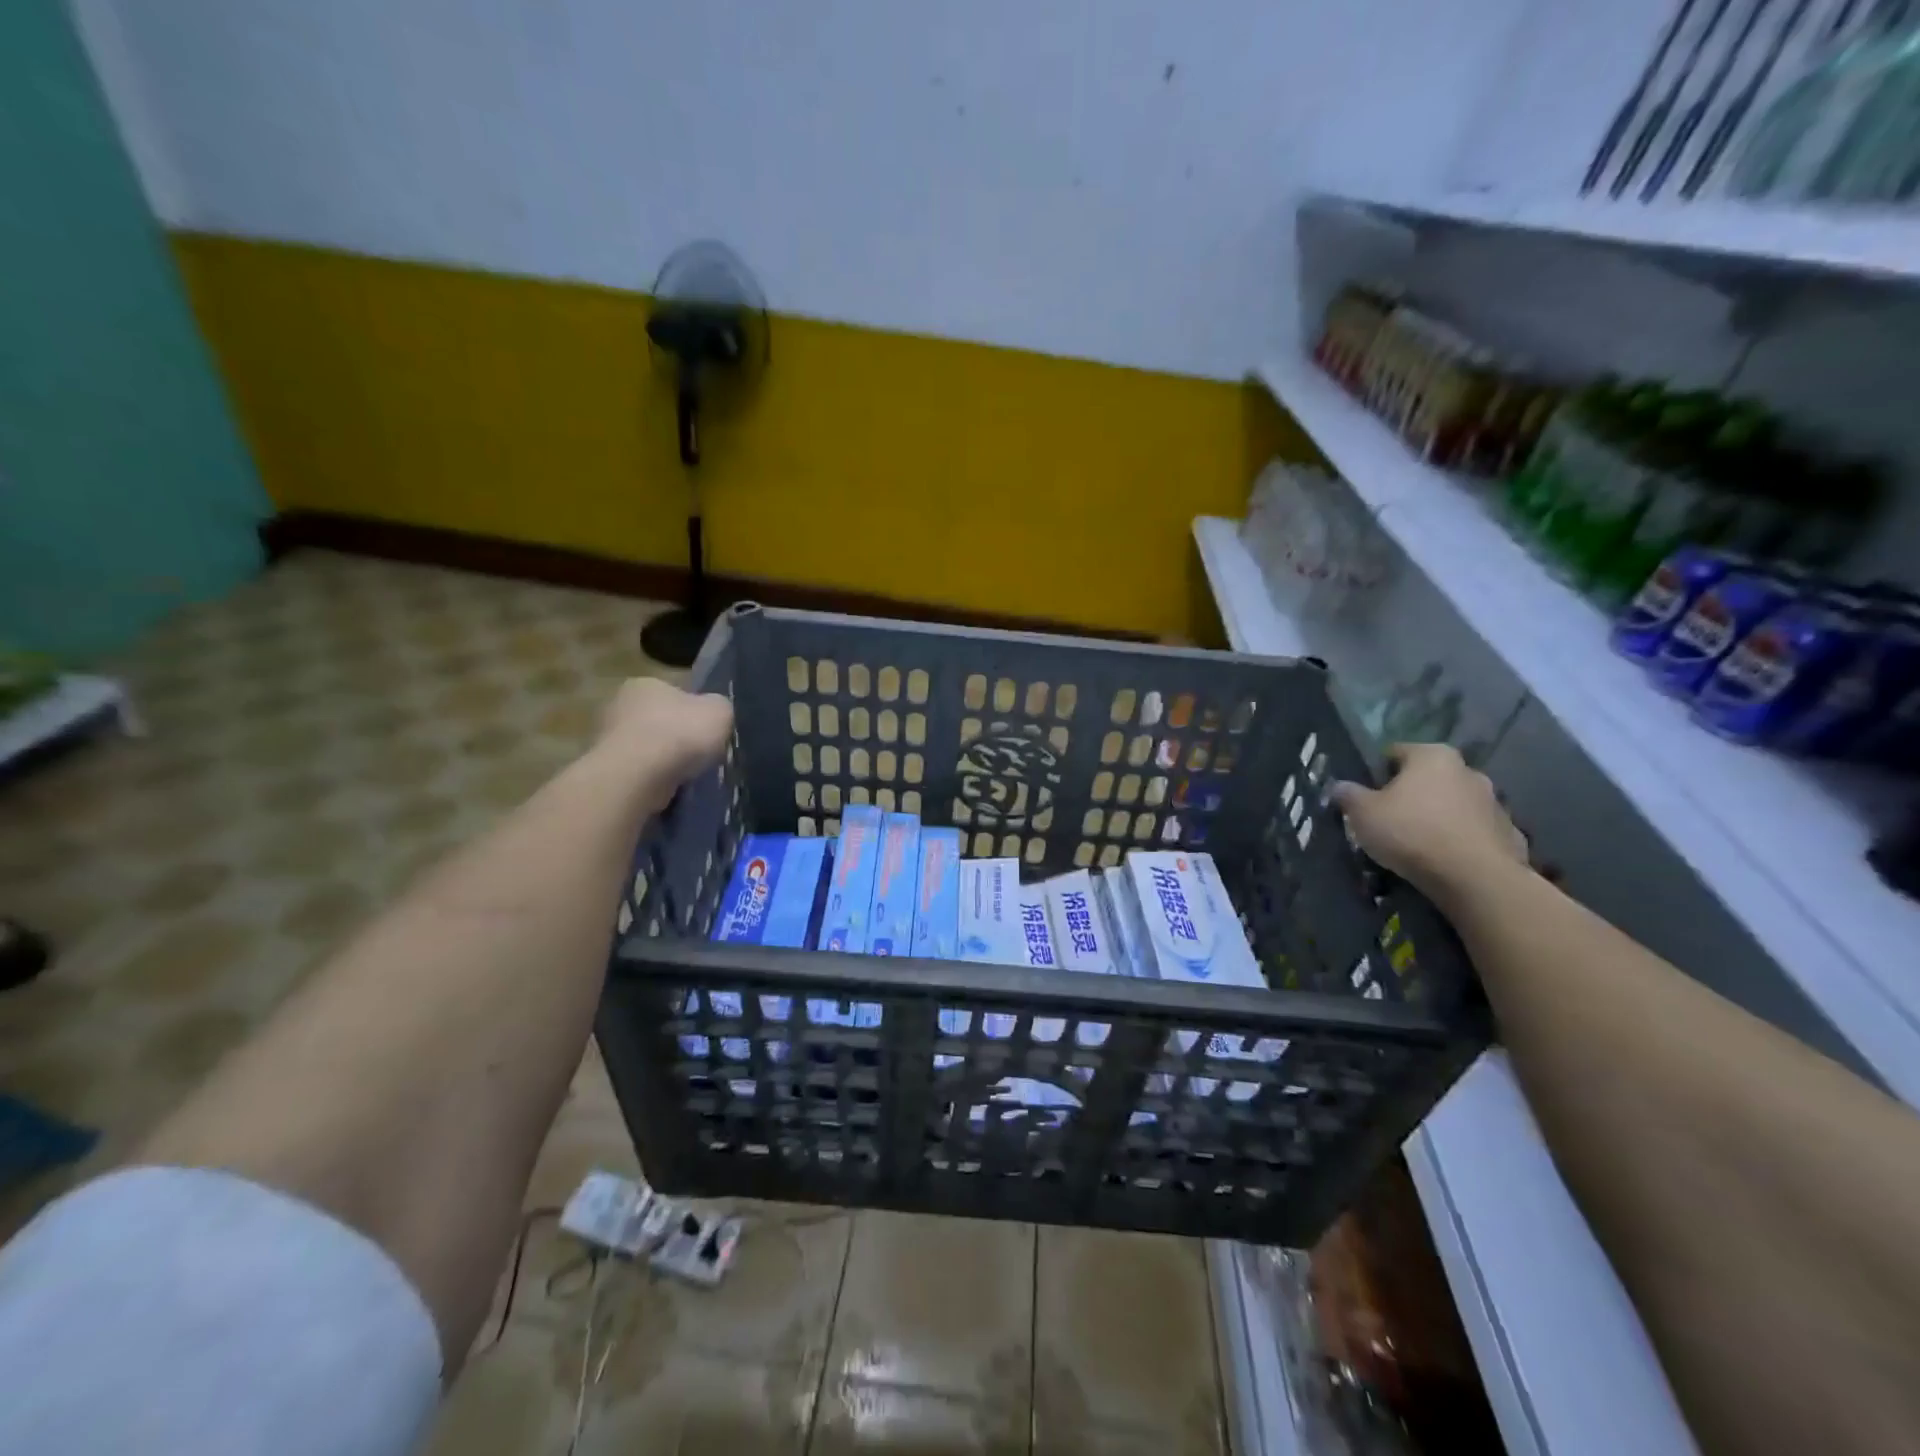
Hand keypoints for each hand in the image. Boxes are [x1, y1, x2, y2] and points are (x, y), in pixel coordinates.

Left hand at [597, 677, 733, 784]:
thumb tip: (713, 713)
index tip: (708, 730)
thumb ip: (719, 707)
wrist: (637, 777)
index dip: (694, 711)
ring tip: (687, 776)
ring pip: (648, 748)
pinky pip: (638, 772)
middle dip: (677, 736)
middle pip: (659, 720)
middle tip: (700, 754)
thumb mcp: (720, 711)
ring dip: (665, 760)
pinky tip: (668, 788)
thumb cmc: (679, 734)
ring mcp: (607, 739)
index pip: (675, 693)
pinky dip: (653, 779)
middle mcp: (620, 705)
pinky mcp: (607, 769)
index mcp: (646, 683)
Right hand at [1331, 743, 1528, 904]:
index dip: (1376, 773)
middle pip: (1428, 778)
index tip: (1366, 797)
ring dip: (1436, 816)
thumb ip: (1348, 795)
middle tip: (1389, 820)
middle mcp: (1468, 770)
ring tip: (1416, 845)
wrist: (1475, 878)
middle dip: (1410, 794)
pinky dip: (1459, 840)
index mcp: (1432, 756)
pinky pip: (1474, 831)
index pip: (1395, 752)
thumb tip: (1339, 786)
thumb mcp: (1363, 813)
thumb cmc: (1411, 832)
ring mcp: (1494, 802)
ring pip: (1453, 804)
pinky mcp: (1510, 833)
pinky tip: (1444, 860)